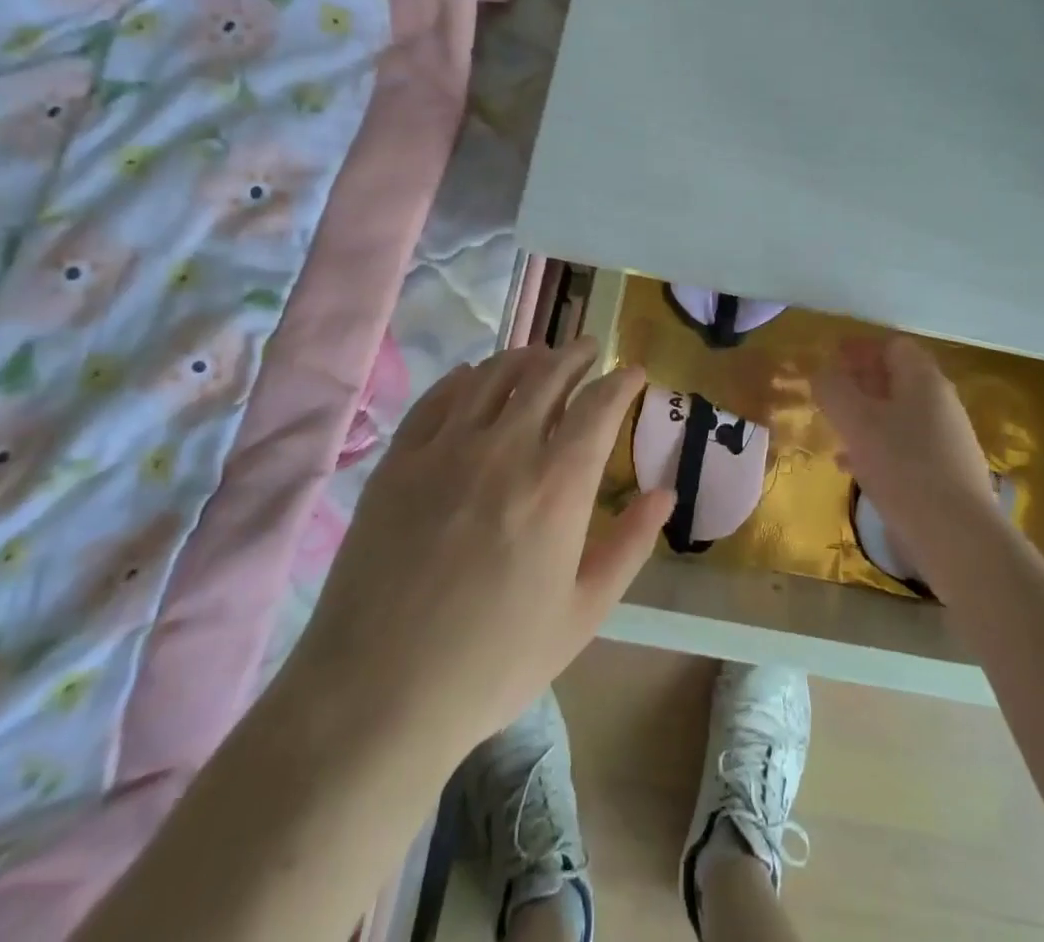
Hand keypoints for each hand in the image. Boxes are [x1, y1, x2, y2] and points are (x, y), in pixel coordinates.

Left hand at [294, 339, 672, 768]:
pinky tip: (474, 378)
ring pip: (493, 375)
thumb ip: (630, 544)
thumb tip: (666, 492)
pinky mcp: (400, 461)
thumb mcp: (582, 614)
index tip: (634, 372)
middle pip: (547, 375)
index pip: (599, 406)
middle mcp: (504, 449)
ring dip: (525, 357)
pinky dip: (465, 378)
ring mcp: (446, 449)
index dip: (622, 381)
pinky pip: (438, 397)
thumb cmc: (494, 661)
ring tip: (540, 357)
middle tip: (590, 349)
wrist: (377, 694)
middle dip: (577, 354)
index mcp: (557, 485)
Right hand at [814, 336, 1009, 594]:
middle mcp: (941, 403)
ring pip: (898, 415)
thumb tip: (822, 372)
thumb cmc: (903, 466)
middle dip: (860, 381)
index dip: (860, 347)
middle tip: (829, 392)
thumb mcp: (856, 421)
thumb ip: (833, 389)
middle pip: (897, 378)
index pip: (893, 345)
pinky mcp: (946, 474)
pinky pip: (905, 447)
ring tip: (834, 430)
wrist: (958, 537)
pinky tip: (852, 468)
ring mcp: (947, 440)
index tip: (831, 356)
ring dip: (865, 416)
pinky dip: (877, 447)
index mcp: (924, 379)